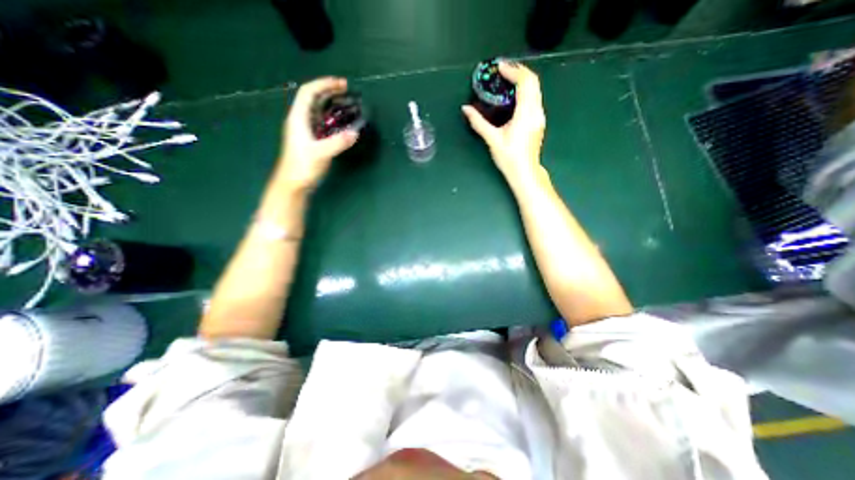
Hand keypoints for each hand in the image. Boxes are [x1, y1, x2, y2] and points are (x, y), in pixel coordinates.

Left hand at [279, 77, 357, 190]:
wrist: (293, 183)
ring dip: (330, 104)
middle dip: (329, 91)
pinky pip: (321, 122)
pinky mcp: (310, 140)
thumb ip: (338, 142)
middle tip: (346, 90)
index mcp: (298, 118)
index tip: (341, 84)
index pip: (309, 93)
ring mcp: (305, 130)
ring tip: (345, 103)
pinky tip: (341, 123)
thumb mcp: (321, 153)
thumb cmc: (302, 166)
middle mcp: (300, 121)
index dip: (324, 84)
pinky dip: (332, 118)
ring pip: (317, 110)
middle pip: (313, 98)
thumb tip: (354, 133)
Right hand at [462, 60, 547, 187]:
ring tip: (506, 80)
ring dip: (522, 80)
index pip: (525, 82)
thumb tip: (466, 109)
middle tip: (502, 71)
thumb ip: (479, 122)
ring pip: (535, 89)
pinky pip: (534, 98)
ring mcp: (539, 116)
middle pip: (533, 81)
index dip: (513, 71)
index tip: (499, 67)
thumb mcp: (492, 139)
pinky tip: (514, 96)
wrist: (525, 172)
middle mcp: (536, 111)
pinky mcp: (538, 121)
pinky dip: (525, 91)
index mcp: (525, 113)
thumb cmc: (509, 157)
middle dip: (518, 72)